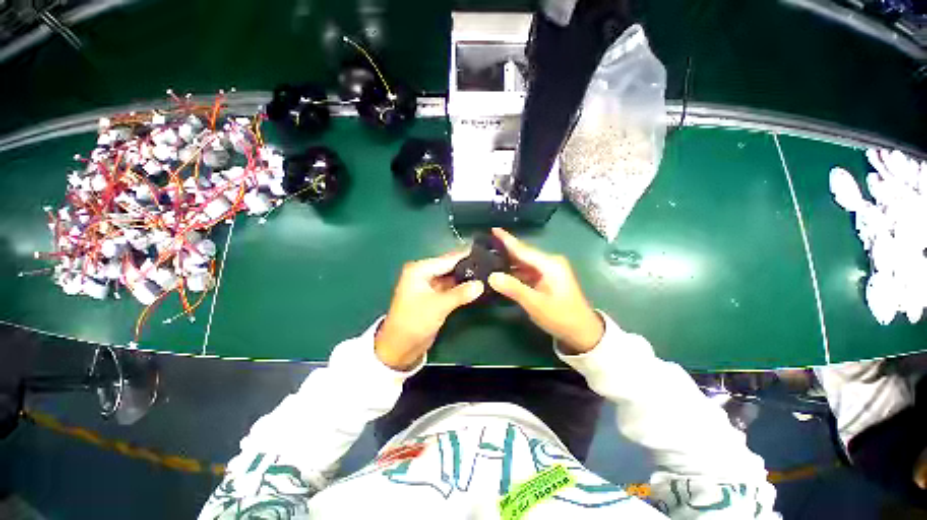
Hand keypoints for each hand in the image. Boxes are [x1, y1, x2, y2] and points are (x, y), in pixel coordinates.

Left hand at [375, 251, 484, 370]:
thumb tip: (481, 284)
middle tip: (489, 264)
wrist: (400, 347)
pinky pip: (450, 288)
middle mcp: (423, 274)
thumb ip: (460, 293)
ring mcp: (429, 286)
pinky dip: (461, 288)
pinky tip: (475, 286)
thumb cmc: (414, 321)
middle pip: (449, 267)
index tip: (485, 253)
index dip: (465, 256)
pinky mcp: (434, 297)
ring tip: (486, 273)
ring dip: (465, 278)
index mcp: (419, 270)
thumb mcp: (438, 306)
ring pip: (450, 278)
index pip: (447, 259)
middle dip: (467, 267)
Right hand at [487, 228, 603, 353]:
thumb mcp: (536, 304)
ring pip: (524, 263)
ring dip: (508, 262)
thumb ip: (514, 289)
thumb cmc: (561, 317)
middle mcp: (549, 263)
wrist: (582, 332)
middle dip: (504, 250)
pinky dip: (515, 272)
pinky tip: (502, 273)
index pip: (523, 249)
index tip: (493, 228)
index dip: (506, 239)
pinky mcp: (547, 279)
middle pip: (523, 254)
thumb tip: (491, 276)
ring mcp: (549, 271)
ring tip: (488, 258)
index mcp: (549, 264)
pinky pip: (527, 271)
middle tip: (484, 245)